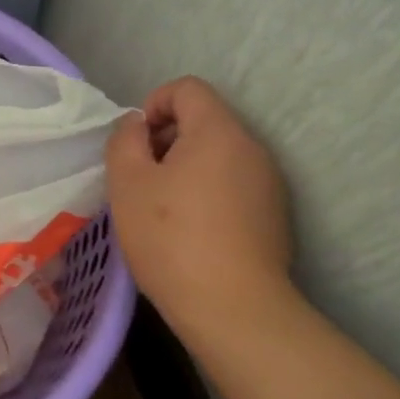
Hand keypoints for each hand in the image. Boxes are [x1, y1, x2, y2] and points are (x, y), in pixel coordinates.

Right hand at [106, 76, 292, 317]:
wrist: (235, 310)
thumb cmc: (172, 238)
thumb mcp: (127, 182)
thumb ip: (125, 139)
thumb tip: (139, 126)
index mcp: (218, 131)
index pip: (187, 88)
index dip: (153, 104)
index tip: (136, 145)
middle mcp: (252, 148)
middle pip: (204, 120)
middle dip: (166, 139)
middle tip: (141, 179)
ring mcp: (269, 183)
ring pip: (218, 154)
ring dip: (185, 167)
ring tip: (161, 208)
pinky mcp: (273, 215)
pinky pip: (232, 184)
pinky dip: (206, 192)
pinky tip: (189, 230)